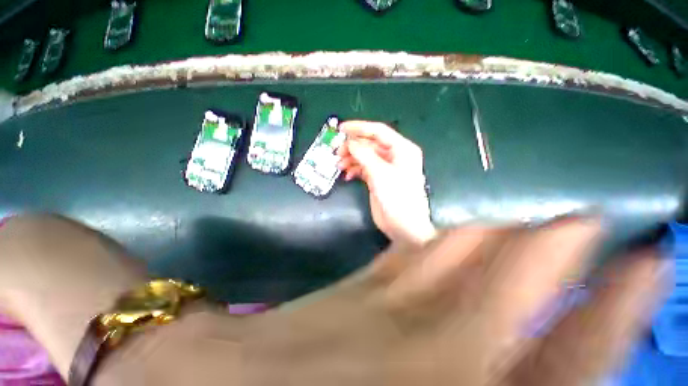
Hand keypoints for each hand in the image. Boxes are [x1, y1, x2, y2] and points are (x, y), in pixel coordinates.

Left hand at [244, 216, 668, 385]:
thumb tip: (560, 380)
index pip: (578, 338)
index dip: (621, 294)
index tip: (642, 256)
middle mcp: (436, 332)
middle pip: (518, 268)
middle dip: (563, 242)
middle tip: (592, 220)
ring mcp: (389, 292)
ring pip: (463, 243)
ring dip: (508, 235)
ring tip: (539, 222)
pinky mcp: (359, 279)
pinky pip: (418, 244)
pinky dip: (455, 238)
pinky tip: (468, 230)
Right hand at [337, 121, 435, 245]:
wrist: (403, 226)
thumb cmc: (397, 198)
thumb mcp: (380, 174)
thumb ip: (364, 155)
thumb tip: (350, 142)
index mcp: (401, 149)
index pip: (378, 131)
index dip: (359, 127)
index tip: (341, 128)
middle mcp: (394, 156)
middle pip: (370, 144)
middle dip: (353, 146)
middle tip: (336, 151)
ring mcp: (385, 168)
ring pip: (365, 156)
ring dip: (351, 159)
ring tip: (338, 165)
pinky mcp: (378, 179)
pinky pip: (364, 168)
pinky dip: (354, 169)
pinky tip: (347, 175)